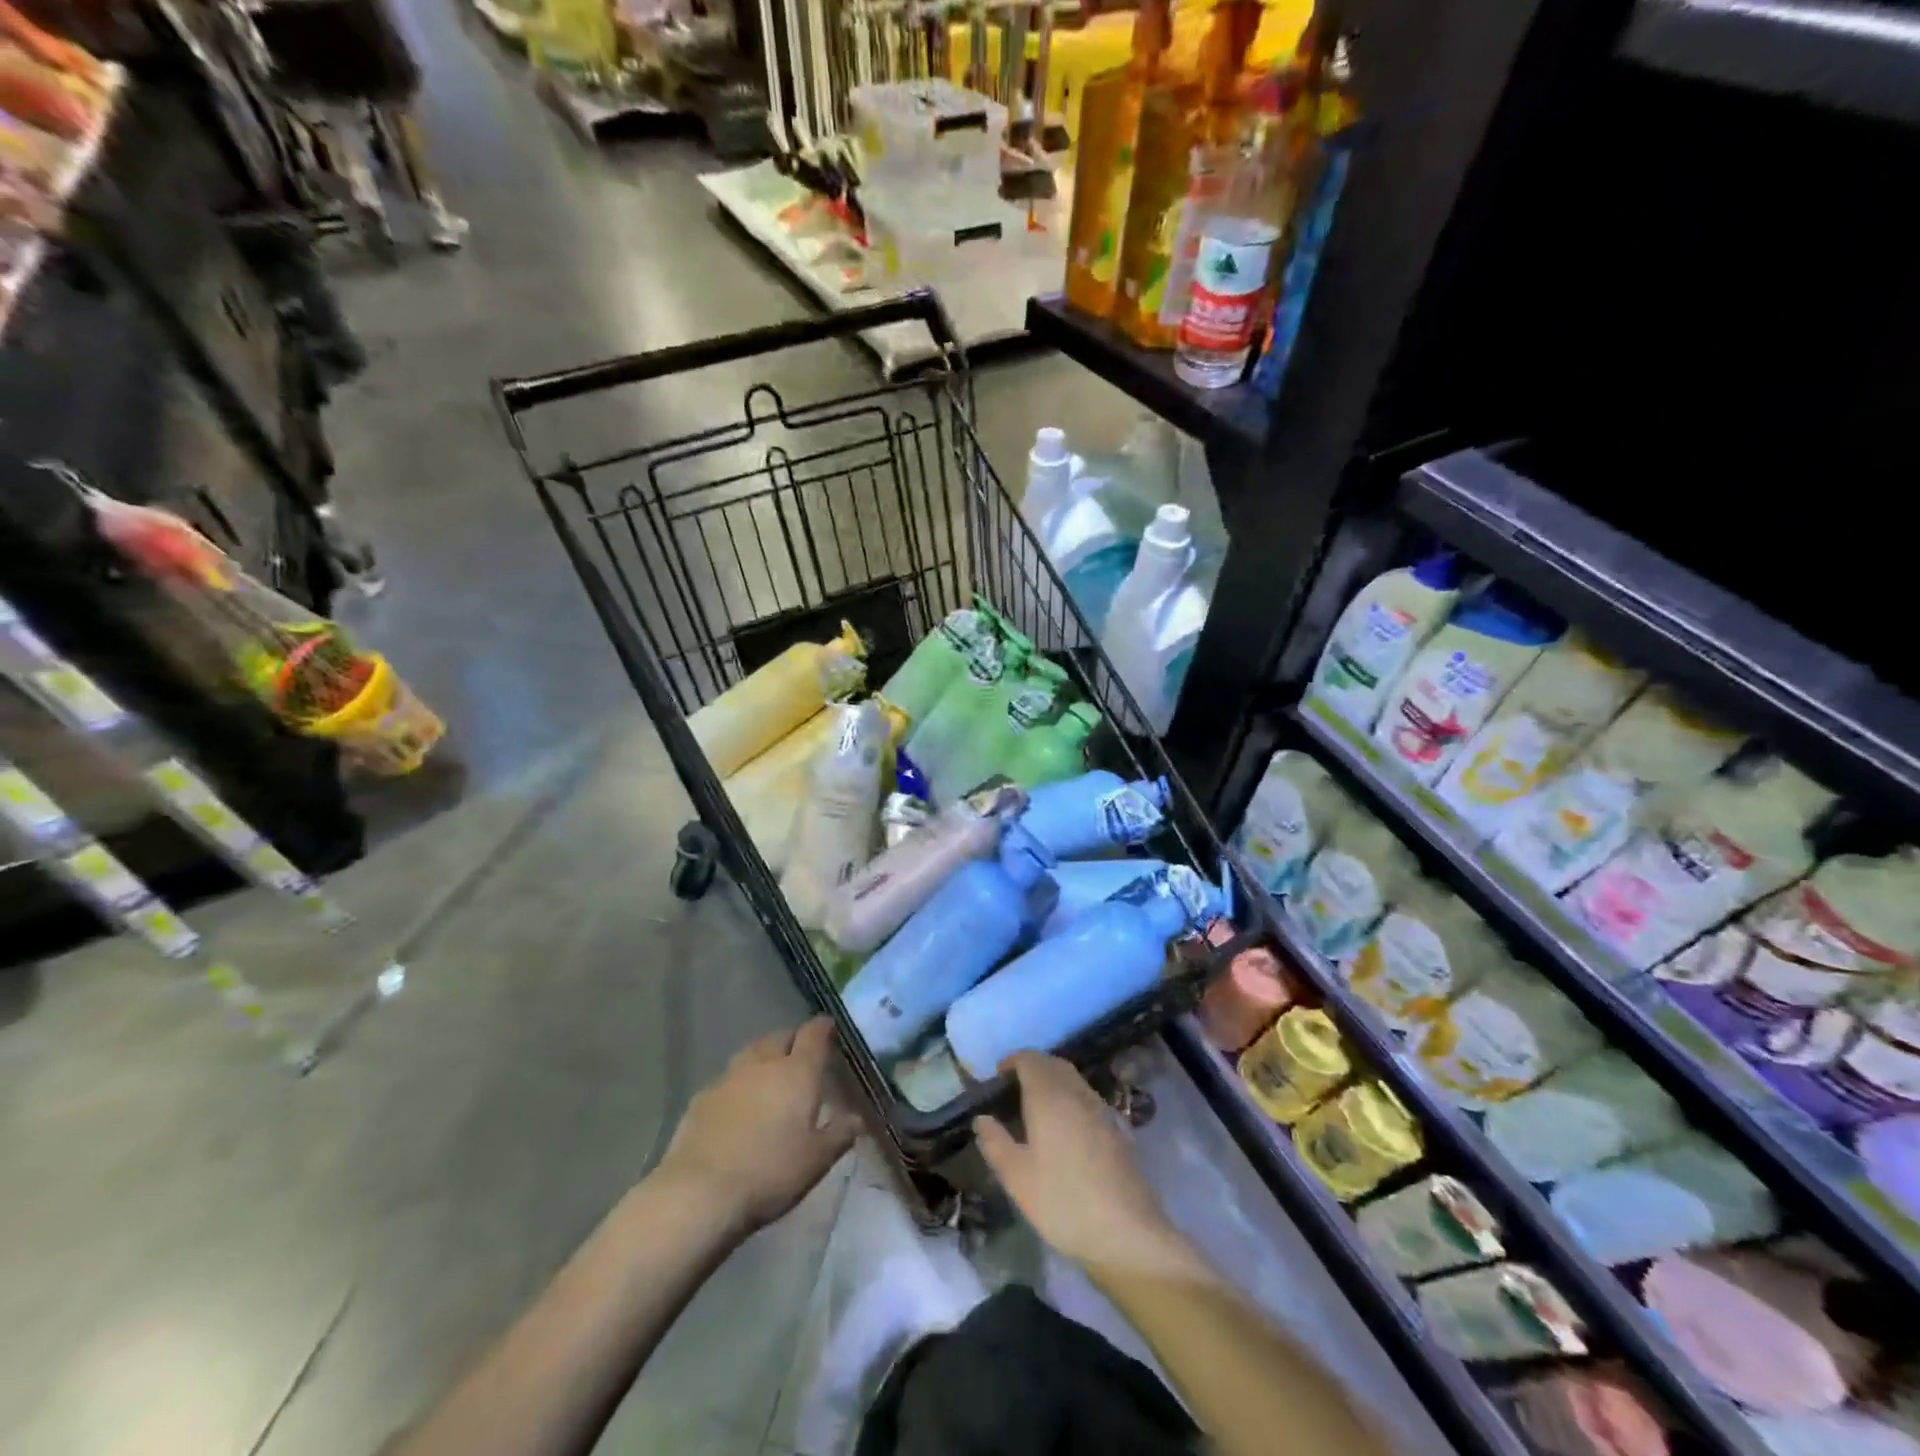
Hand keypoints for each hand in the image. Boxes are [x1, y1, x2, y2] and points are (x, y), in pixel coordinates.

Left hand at [656, 1018, 859, 1234]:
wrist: (700, 1192)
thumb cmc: (770, 1172)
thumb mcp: (817, 1160)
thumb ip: (839, 1134)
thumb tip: (856, 1118)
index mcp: (797, 1072)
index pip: (814, 1034)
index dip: (823, 1027)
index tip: (829, 1027)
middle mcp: (764, 1064)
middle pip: (780, 1037)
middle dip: (793, 1040)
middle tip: (801, 1054)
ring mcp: (729, 1077)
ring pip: (752, 1052)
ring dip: (764, 1056)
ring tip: (771, 1073)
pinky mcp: (702, 1097)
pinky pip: (728, 1078)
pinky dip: (739, 1082)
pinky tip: (739, 1103)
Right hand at [974, 1053, 1179, 1270]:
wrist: (1127, 1232)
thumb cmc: (1063, 1201)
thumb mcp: (1017, 1178)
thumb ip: (996, 1143)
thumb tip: (982, 1118)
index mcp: (1049, 1096)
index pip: (1030, 1059)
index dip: (1012, 1061)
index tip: (997, 1077)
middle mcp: (1076, 1092)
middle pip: (1053, 1063)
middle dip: (1032, 1068)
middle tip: (1013, 1090)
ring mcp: (1101, 1109)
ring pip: (1073, 1079)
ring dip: (1052, 1081)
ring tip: (1035, 1109)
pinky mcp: (1117, 1128)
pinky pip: (1087, 1098)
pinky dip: (1070, 1099)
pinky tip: (1064, 1130)